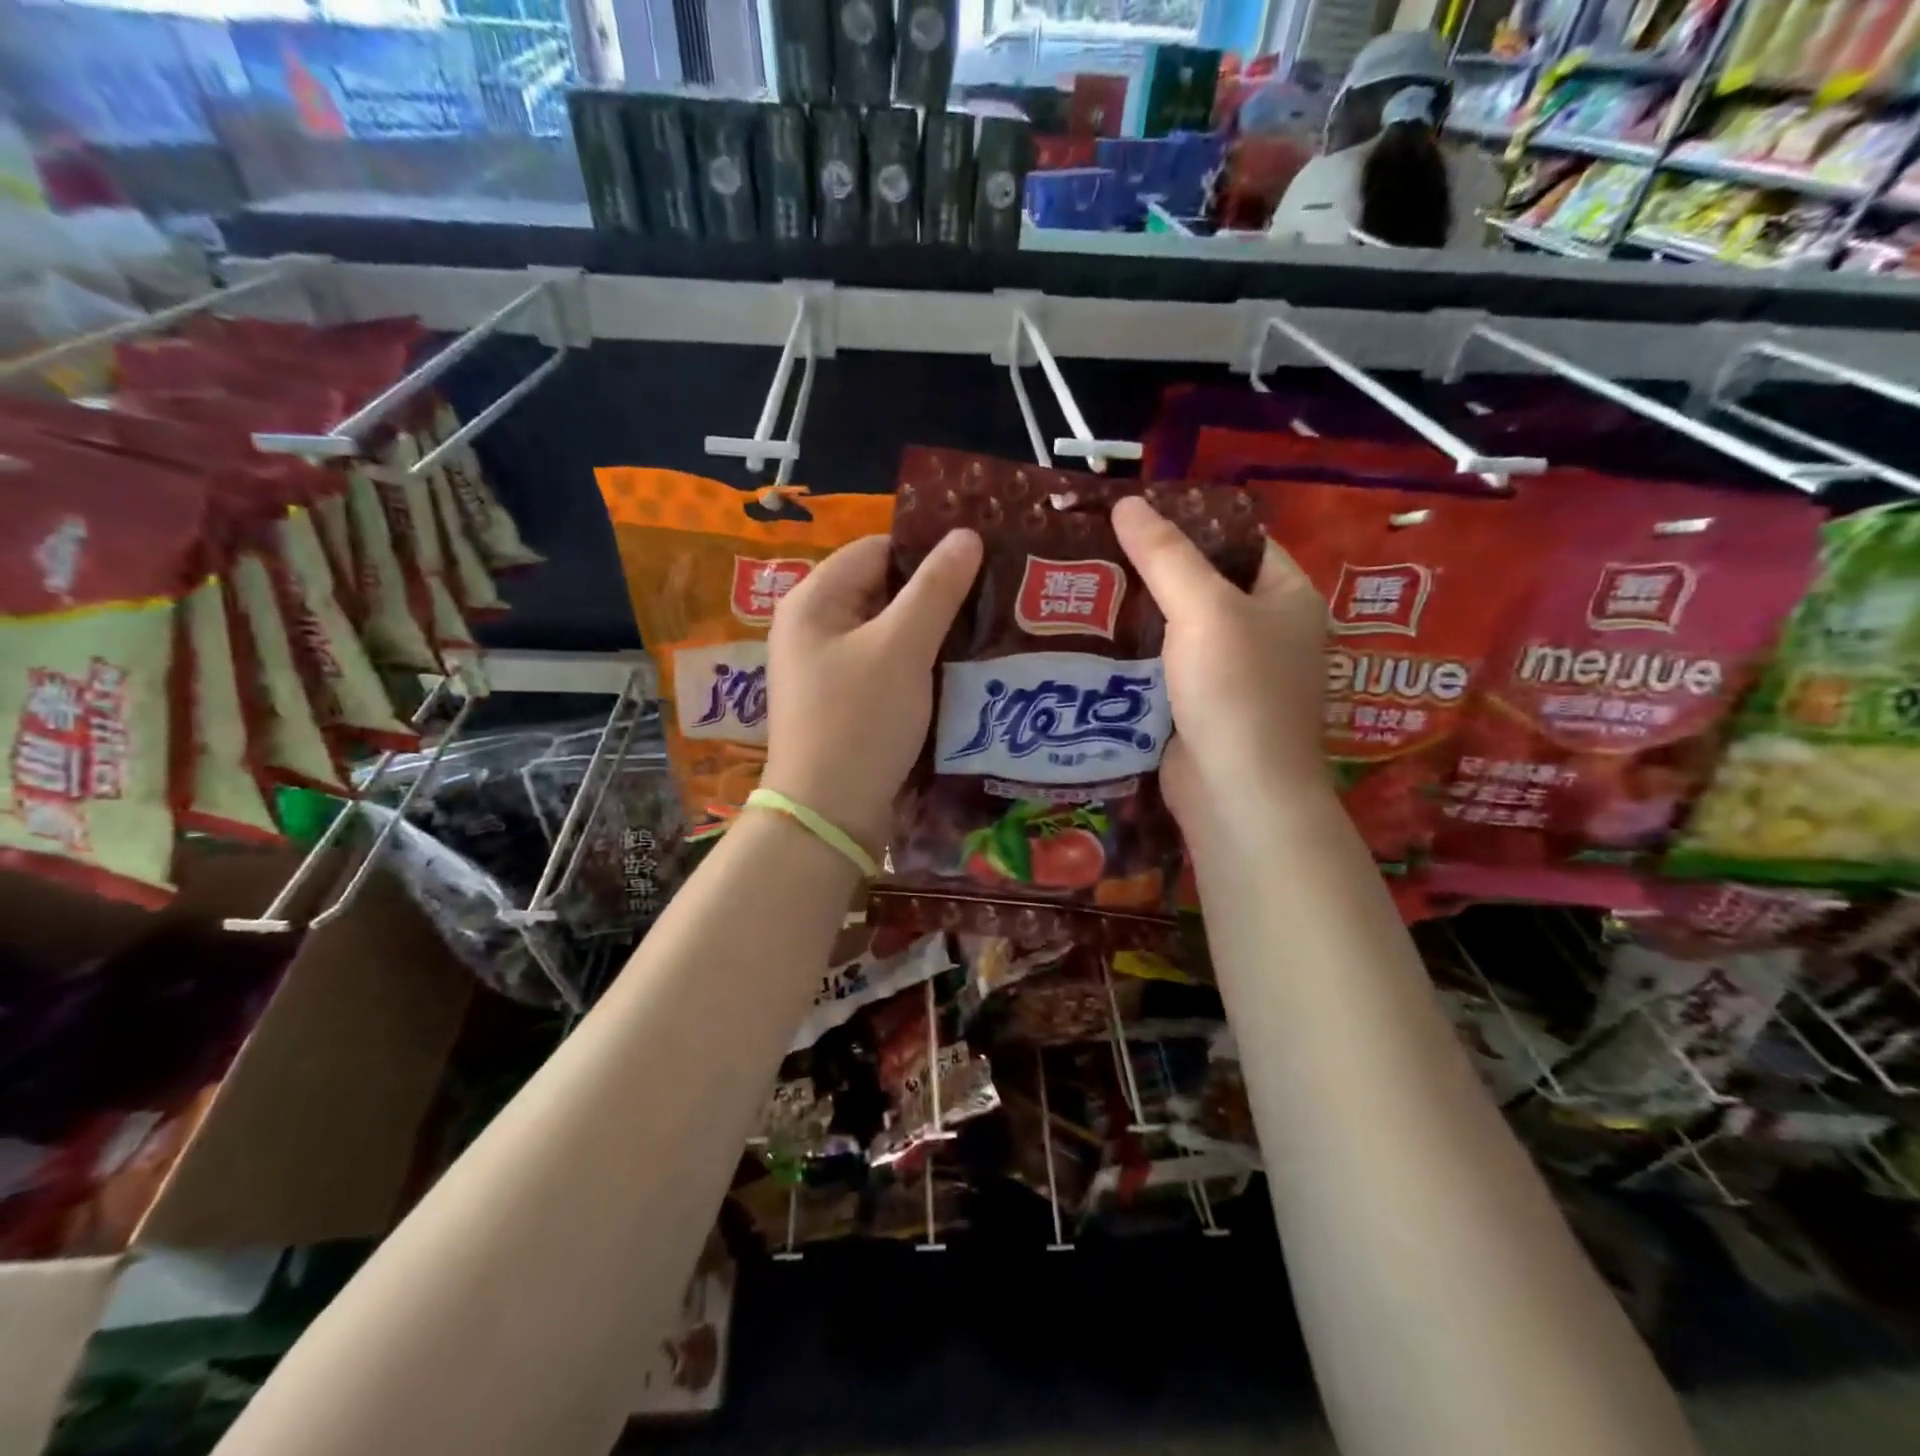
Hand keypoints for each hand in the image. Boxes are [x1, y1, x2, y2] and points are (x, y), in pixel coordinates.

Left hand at [762, 529, 982, 853]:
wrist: (829, 815)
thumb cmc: (859, 721)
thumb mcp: (901, 648)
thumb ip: (936, 589)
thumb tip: (967, 535)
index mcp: (813, 600)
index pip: (876, 549)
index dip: (926, 551)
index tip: (981, 561)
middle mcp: (813, 627)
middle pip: (882, 591)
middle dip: (935, 594)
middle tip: (993, 597)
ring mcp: (827, 668)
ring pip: (889, 632)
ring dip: (932, 632)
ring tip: (987, 630)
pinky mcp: (844, 703)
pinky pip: (886, 667)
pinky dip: (919, 665)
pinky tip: (959, 670)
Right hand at [1112, 496, 1329, 833]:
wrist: (1237, 793)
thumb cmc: (1237, 690)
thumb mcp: (1204, 609)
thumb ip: (1165, 554)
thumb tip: (1127, 502)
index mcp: (1287, 597)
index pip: (1239, 542)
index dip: (1191, 524)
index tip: (1133, 517)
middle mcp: (1266, 632)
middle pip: (1205, 585)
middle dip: (1153, 571)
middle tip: (1096, 551)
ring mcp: (1234, 674)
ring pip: (1179, 630)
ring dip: (1138, 615)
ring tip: (1083, 588)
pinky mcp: (1201, 708)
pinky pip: (1165, 669)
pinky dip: (1135, 656)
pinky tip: (1092, 641)